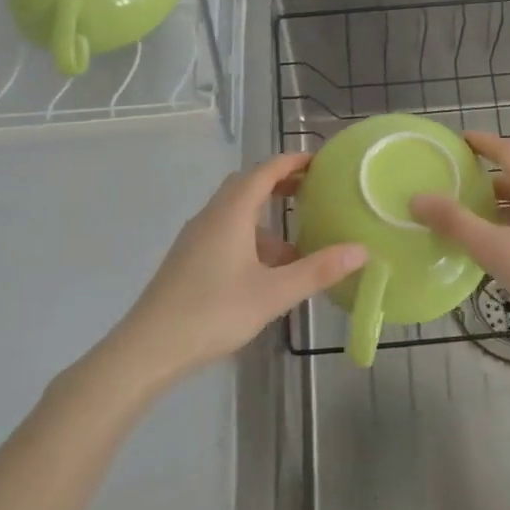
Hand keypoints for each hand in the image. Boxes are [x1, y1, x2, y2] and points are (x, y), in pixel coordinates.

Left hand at [115, 153, 367, 380]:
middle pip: (248, 185)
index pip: (265, 170)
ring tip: (297, 240)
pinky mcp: (188, 259)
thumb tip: (361, 249)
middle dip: (280, 183)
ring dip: (265, 216)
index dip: (292, 161)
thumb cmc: (213, 312)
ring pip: (235, 211)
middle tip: (312, 191)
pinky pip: (225, 232)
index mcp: (232, 212)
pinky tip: (266, 271)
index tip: (320, 161)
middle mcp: (212, 215)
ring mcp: (196, 237)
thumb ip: (317, 270)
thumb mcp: (273, 294)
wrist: (147, 349)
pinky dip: (250, 237)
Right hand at [411, 132, 509, 346]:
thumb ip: (456, 223)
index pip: (506, 151)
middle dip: (486, 182)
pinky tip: (506, 254)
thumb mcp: (497, 250)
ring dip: (501, 209)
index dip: (481, 143)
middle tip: (455, 190)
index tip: (458, 140)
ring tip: (473, 224)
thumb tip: (418, 198)